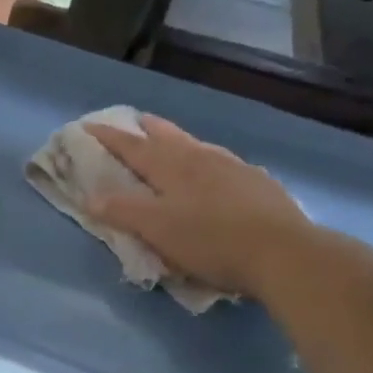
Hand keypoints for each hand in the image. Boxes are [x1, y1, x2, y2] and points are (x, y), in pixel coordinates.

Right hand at [85, 114, 316, 299]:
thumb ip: (121, 211)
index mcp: (171, 166)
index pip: (131, 146)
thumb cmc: (210, 240)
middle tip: (135, 120)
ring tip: (173, 142)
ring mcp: (233, 168)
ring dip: (179, 141)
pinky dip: (208, 161)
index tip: (88, 125)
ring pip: (198, 146)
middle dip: (148, 128)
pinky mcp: (258, 184)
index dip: (108, 136)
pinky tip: (216, 172)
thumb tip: (89, 197)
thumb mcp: (156, 229)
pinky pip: (223, 163)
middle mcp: (201, 158)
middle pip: (168, 136)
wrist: (284, 253)